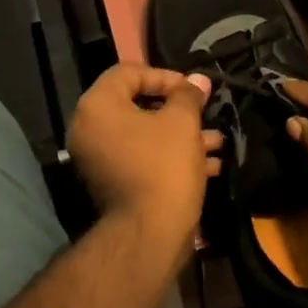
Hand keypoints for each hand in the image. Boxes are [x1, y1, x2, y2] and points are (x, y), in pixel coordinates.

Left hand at [68, 64, 221, 258]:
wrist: (149, 234)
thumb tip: (198, 80)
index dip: (165, 76)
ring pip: (145, 136)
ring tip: (218, 142)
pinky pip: (142, 159)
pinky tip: (210, 165)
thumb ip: (188, 95)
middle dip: (179, 111)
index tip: (193, 90)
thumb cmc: (164, 165)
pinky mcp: (113, 184)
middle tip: (206, 113)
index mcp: (97, 107)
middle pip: (137, 106)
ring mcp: (98, 160)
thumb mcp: (182, 122)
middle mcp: (90, 130)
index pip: (128, 73)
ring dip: (182, 136)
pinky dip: (171, 157)